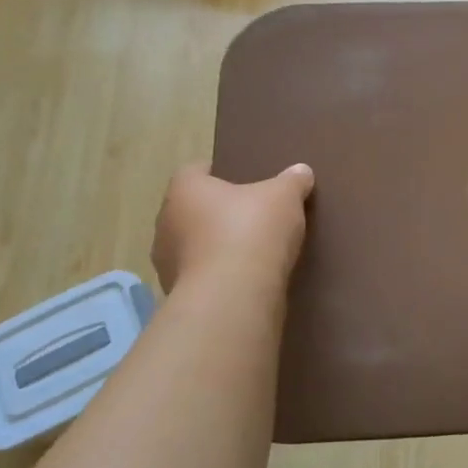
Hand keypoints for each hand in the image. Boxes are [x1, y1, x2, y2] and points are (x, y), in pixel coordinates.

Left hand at [150, 162, 314, 293]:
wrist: (232, 296)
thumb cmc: (251, 231)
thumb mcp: (284, 197)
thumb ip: (292, 181)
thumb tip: (301, 171)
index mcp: (184, 190)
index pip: (195, 171)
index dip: (219, 173)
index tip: (243, 179)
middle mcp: (166, 222)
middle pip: (193, 209)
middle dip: (218, 211)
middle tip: (251, 213)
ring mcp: (167, 262)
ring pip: (194, 245)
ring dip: (215, 246)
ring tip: (250, 250)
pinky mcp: (178, 294)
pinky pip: (201, 275)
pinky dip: (219, 274)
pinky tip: (245, 277)